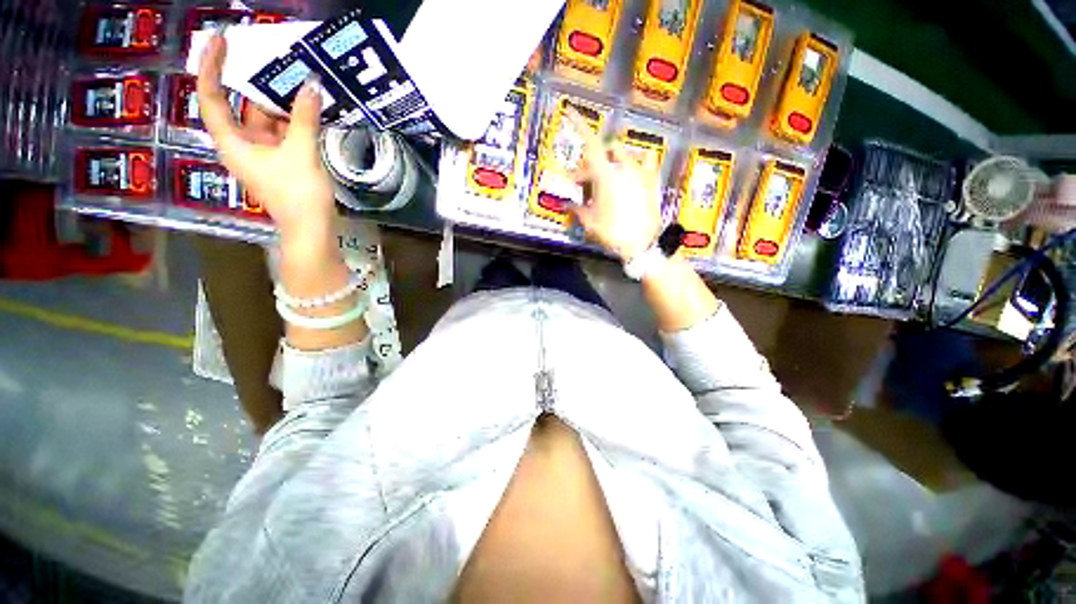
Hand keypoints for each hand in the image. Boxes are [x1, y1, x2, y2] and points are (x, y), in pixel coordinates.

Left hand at [197, 33, 335, 246]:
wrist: (312, 229)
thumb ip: (305, 119)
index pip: (212, 97)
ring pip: (264, 118)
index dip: (212, 67)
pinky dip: (292, 119)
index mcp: (233, 141)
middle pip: (240, 104)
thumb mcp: (302, 154)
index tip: (221, 40)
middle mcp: (242, 143)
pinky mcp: (281, 160)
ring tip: (295, 76)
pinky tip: (307, 106)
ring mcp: (262, 152)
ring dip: (279, 101)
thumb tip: (311, 86)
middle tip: (271, 55)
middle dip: (254, 81)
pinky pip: (282, 131)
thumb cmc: (298, 194)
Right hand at [565, 110, 663, 262]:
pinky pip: (645, 161)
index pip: (590, 144)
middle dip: (589, 166)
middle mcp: (624, 167)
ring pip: (622, 156)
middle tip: (582, 185)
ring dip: (610, 163)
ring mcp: (640, 172)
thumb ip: (577, 210)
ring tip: (605, 180)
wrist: (643, 244)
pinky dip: (636, 162)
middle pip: (602, 154)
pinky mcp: (652, 180)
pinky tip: (631, 171)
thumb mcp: (590, 223)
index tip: (570, 111)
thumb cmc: (613, 233)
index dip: (579, 125)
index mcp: (606, 175)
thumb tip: (568, 205)